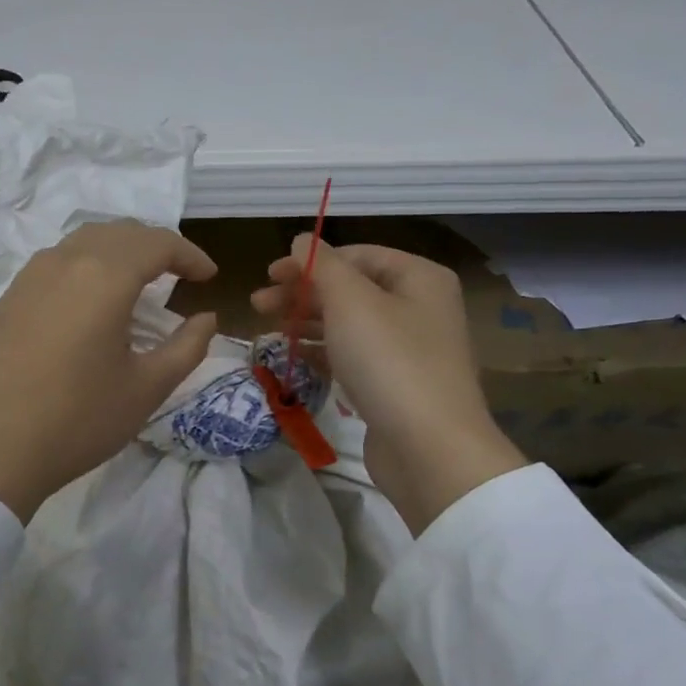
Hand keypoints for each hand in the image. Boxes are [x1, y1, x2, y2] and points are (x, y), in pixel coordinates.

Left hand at [0, 221, 219, 521]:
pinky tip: (90, 297)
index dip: (189, 255)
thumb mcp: (149, 387)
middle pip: (119, 233)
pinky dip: (84, 264)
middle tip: (178, 275)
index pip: (157, 244)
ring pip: (83, 241)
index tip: (209, 278)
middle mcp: (65, 262)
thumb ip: (188, 346)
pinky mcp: (9, 297)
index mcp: (104, 278)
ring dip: (118, 250)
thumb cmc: (82, 420)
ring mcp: (30, 276)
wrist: (0, 449)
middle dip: (155, 246)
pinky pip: (55, 261)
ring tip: (137, 280)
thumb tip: (206, 319)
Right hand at [253, 237, 525, 531]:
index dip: (310, 260)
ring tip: (267, 332)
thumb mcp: (351, 302)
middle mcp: (418, 307)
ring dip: (306, 322)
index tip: (269, 273)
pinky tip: (294, 357)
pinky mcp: (394, 384)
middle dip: (301, 293)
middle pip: (350, 289)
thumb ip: (322, 266)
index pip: (357, 255)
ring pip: (348, 324)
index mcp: (418, 278)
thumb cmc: (389, 361)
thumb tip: (302, 239)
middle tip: (257, 304)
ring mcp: (408, 348)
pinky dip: (322, 351)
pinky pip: (352, 356)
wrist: (428, 446)